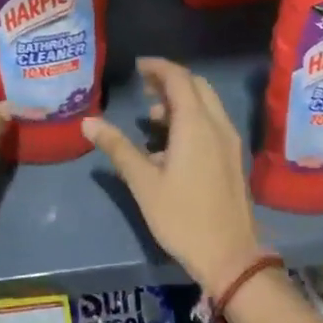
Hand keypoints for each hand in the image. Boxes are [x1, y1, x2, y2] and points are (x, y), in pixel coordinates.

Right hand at [82, 58, 263, 291]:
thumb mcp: (144, 183)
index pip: (179, 79)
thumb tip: (89, 122)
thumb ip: (118, 148)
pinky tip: (171, 144)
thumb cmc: (182, 217)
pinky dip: (192, 119)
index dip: (158, 68)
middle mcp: (218, 125)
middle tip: (144, 87)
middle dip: (171, 81)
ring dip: (182, 102)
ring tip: (151, 118)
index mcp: (196, 125)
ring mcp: (230, 141)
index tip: (138, 67)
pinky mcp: (233, 158)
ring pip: (207, 105)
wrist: (230, 255)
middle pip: (197, 86)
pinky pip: (213, 123)